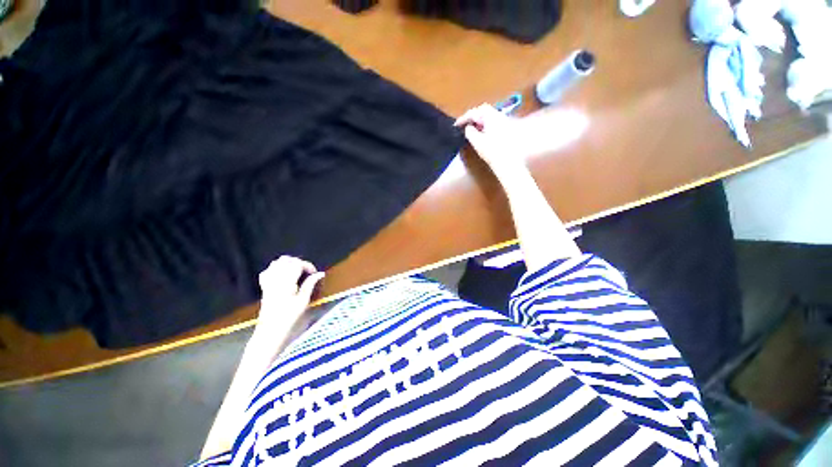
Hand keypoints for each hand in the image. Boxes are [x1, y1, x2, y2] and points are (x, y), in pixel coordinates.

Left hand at [254, 256, 324, 338]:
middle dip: (298, 262)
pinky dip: (276, 269)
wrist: (270, 332)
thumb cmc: (290, 318)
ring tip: (297, 272)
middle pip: (286, 260)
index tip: (314, 273)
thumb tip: (320, 273)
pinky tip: (283, 275)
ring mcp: (268, 283)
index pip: (297, 264)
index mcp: (286, 282)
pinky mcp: (264, 287)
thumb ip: (310, 284)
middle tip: (307, 271)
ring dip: (288, 264)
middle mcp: (275, 279)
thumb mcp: (303, 301)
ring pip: (276, 263)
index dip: (308, 265)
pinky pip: (268, 271)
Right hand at [455, 104, 524, 172]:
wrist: (510, 164)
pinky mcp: (509, 131)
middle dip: (473, 118)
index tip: (456, 125)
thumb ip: (470, 132)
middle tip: (463, 127)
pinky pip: (494, 125)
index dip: (465, 117)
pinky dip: (485, 128)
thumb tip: (468, 128)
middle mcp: (501, 117)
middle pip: (484, 112)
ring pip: (490, 119)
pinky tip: (482, 136)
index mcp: (493, 117)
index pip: (477, 111)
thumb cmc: (493, 152)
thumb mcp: (478, 142)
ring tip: (471, 131)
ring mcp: (506, 124)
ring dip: (479, 123)